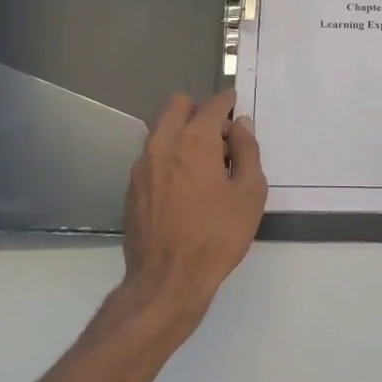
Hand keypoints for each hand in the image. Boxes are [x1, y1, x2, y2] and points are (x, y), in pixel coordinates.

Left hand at [118, 90, 266, 333]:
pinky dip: (169, 156)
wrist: (168, 279)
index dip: (229, 102)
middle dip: (201, 110)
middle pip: (178, 104)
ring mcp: (142, 164)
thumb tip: (241, 126)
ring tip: (204, 163)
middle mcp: (163, 143)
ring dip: (183, 132)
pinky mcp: (132, 186)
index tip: (238, 108)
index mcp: (195, 140)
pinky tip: (185, 185)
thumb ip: (247, 151)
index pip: (213, 104)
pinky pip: (153, 155)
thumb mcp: (250, 193)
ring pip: (162, 129)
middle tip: (221, 135)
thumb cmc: (217, 235)